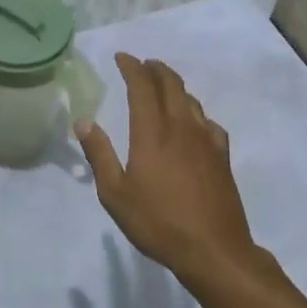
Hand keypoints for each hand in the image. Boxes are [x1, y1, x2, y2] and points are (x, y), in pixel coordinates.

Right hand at [76, 54, 271, 288]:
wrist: (214, 250)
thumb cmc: (158, 223)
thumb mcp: (115, 194)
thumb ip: (100, 155)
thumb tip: (84, 122)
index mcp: (152, 133)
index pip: (142, 86)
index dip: (131, 67)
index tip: (121, 57)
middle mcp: (181, 127)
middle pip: (171, 84)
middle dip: (155, 69)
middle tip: (143, 64)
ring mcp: (206, 141)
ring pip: (191, 100)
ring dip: (175, 87)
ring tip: (163, 87)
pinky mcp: (222, 156)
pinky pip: (209, 123)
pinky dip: (196, 113)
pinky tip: (193, 124)